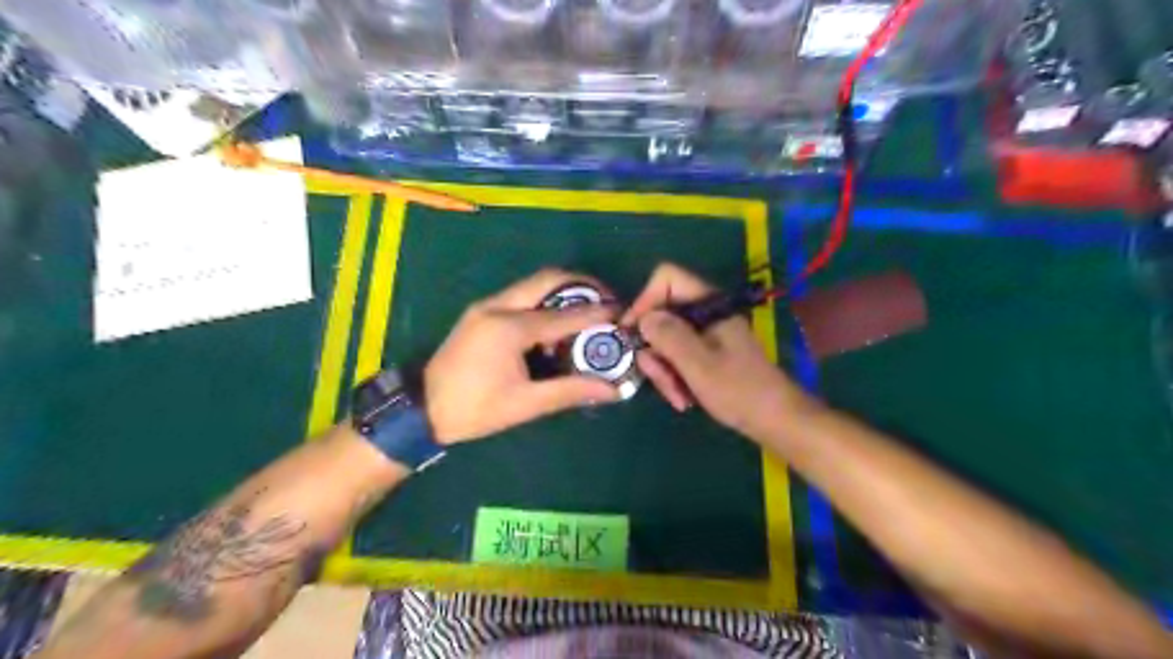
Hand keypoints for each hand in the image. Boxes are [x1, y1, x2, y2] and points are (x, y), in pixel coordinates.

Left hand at [425, 269, 621, 441]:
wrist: (422, 409)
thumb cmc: (474, 409)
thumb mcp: (525, 404)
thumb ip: (570, 391)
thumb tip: (612, 390)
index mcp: (510, 328)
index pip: (564, 315)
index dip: (597, 314)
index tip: (622, 313)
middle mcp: (498, 307)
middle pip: (548, 279)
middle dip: (582, 285)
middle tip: (606, 301)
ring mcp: (486, 306)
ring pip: (533, 284)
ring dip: (563, 292)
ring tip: (587, 312)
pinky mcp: (481, 312)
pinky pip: (521, 296)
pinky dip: (544, 302)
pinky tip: (555, 326)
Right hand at [622, 263, 817, 437]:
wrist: (776, 420)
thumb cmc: (740, 391)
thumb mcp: (699, 364)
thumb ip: (669, 336)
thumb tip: (642, 318)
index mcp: (709, 305)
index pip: (666, 279)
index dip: (645, 301)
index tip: (634, 333)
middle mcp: (705, 314)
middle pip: (661, 315)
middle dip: (655, 350)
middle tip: (661, 379)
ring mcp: (706, 334)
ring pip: (666, 340)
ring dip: (664, 370)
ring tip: (678, 397)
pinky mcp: (707, 353)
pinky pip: (677, 357)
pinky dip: (675, 377)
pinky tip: (684, 399)